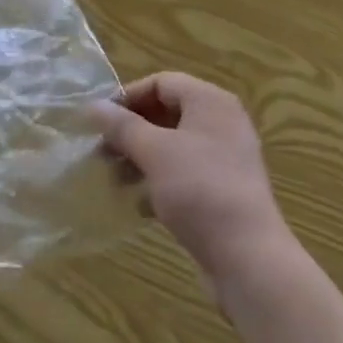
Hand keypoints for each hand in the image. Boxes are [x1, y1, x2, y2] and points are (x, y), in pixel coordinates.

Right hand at [96, 72, 290, 280]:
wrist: (249, 259)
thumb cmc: (199, 190)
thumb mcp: (154, 152)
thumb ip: (122, 126)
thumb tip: (93, 105)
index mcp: (210, 101)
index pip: (161, 82)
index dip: (129, 96)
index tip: (100, 121)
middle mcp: (222, 122)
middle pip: (168, 113)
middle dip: (132, 131)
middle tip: (103, 151)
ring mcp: (226, 158)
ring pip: (174, 146)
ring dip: (142, 158)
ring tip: (115, 179)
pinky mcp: (225, 191)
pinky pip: (186, 174)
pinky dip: (161, 182)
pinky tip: (140, 205)